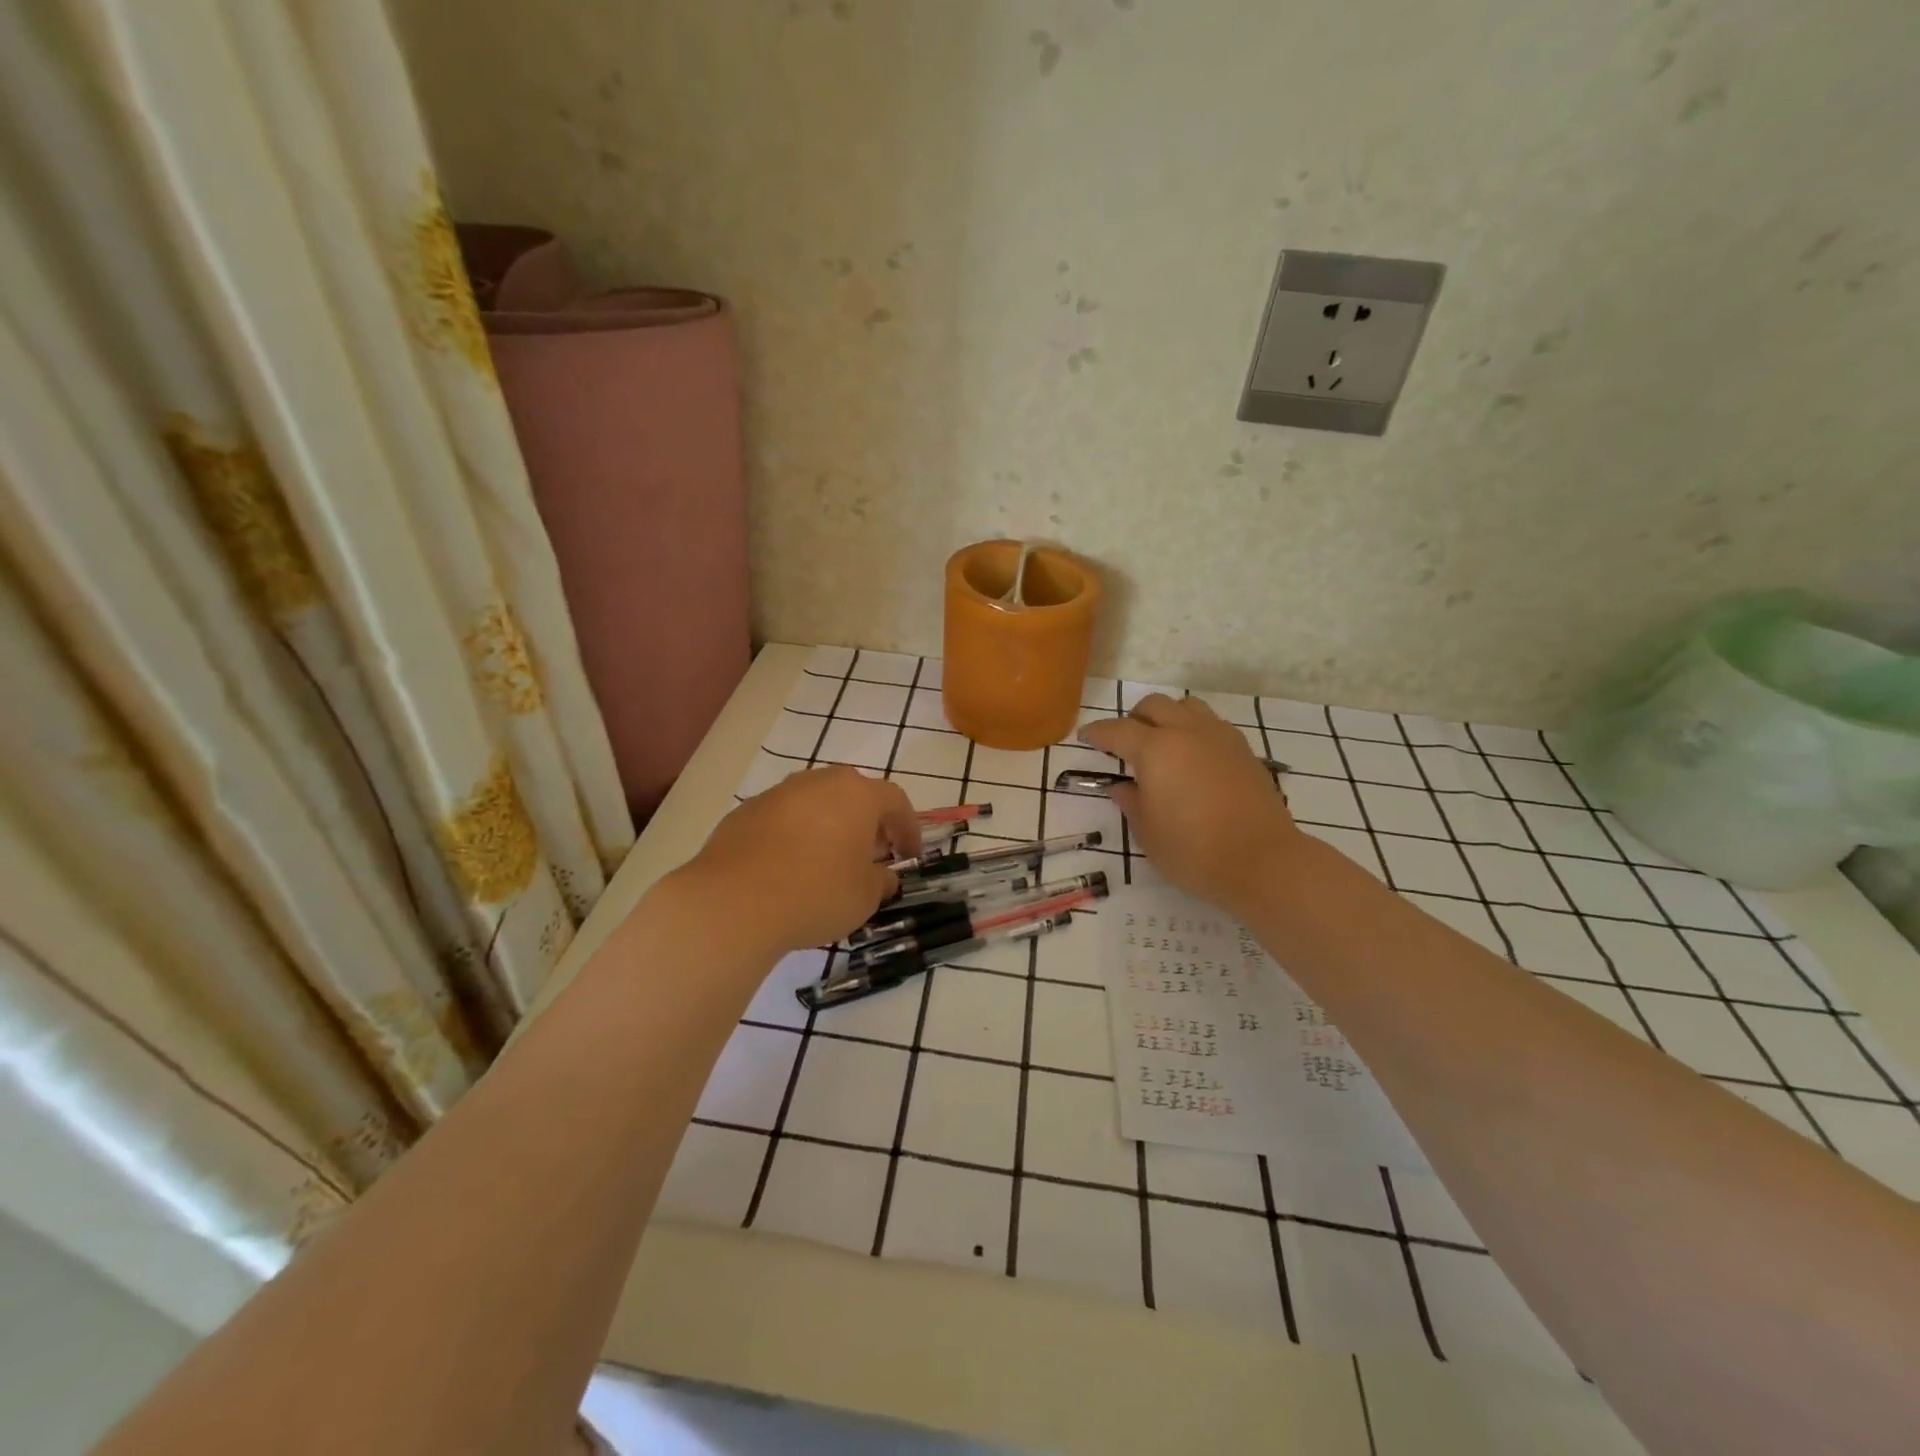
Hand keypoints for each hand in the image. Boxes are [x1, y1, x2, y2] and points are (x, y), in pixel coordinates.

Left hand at [678, 765, 921, 956]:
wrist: (733, 902)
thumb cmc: (815, 893)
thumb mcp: (865, 897)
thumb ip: (882, 881)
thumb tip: (884, 876)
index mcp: (857, 794)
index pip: (896, 801)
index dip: (908, 828)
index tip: (910, 856)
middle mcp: (819, 782)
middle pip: (854, 795)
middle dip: (868, 823)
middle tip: (872, 854)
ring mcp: (779, 793)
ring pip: (816, 803)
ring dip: (830, 826)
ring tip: (830, 862)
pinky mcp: (746, 811)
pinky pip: (784, 819)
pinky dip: (796, 836)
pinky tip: (790, 869)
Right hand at [1080, 695, 1300, 916]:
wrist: (1262, 861)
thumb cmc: (1193, 851)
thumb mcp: (1148, 833)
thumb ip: (1132, 803)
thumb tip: (1122, 787)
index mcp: (1155, 750)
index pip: (1117, 731)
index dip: (1097, 733)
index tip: (1085, 737)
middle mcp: (1187, 732)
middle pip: (1154, 705)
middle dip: (1134, 718)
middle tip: (1124, 743)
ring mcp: (1220, 737)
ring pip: (1188, 707)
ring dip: (1168, 717)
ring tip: (1163, 744)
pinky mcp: (1244, 751)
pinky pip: (1212, 725)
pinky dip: (1195, 731)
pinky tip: (1194, 758)